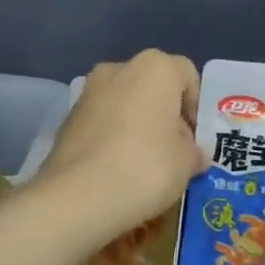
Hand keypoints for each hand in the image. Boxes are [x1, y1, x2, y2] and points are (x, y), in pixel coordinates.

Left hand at [34, 50, 206, 241]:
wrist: (78, 197)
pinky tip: (117, 168)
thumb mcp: (186, 163)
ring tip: (144, 163)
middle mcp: (119, 69)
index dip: (196, 107)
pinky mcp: (68, 118)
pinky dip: (113, 137)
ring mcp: (88, 92)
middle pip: (153, 87)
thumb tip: (192, 152)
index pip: (187, 75)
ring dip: (138, 125)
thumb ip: (194, 151)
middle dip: (165, 115)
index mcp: (155, 68)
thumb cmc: (146, 168)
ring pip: (125, 103)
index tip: (196, 139)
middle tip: (173, 152)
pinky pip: (102, 121)